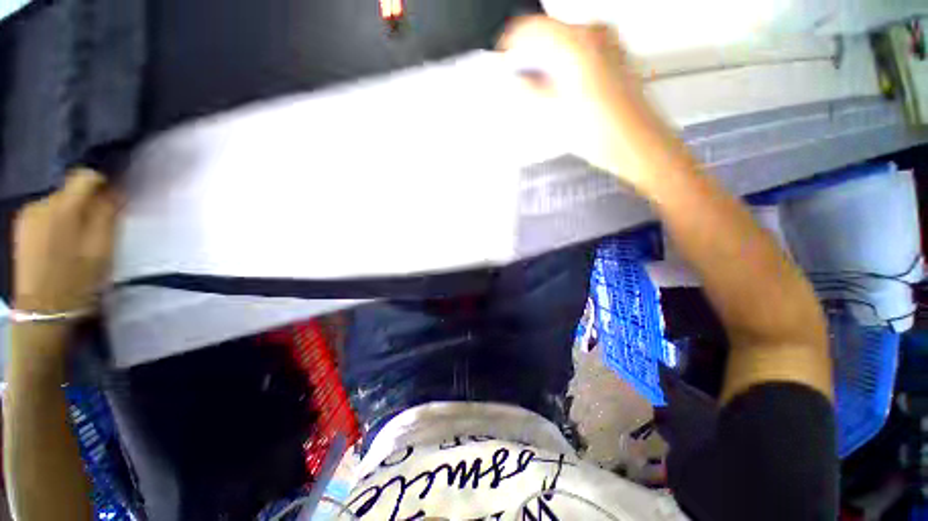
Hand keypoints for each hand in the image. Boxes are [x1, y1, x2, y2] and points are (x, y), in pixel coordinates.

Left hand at [13, 170, 120, 314]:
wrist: (43, 311)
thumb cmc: (78, 280)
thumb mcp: (101, 248)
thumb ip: (107, 215)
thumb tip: (114, 191)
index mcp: (62, 208)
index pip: (84, 177)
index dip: (102, 183)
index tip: (113, 200)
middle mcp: (40, 204)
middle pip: (70, 190)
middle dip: (86, 203)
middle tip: (98, 228)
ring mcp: (27, 216)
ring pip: (58, 203)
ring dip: (71, 214)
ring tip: (78, 239)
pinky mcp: (21, 227)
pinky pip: (45, 213)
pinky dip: (57, 222)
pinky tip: (61, 243)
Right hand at [498, 16, 683, 194]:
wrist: (636, 144)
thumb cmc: (602, 132)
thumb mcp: (553, 114)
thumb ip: (529, 92)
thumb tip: (517, 81)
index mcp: (575, 43)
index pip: (531, 28)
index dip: (512, 43)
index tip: (503, 59)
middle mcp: (594, 34)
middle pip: (549, 34)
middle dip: (531, 56)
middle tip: (521, 80)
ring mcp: (609, 43)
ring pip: (565, 43)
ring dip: (548, 62)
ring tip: (540, 89)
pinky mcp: (616, 56)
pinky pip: (581, 50)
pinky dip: (565, 65)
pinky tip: (562, 88)